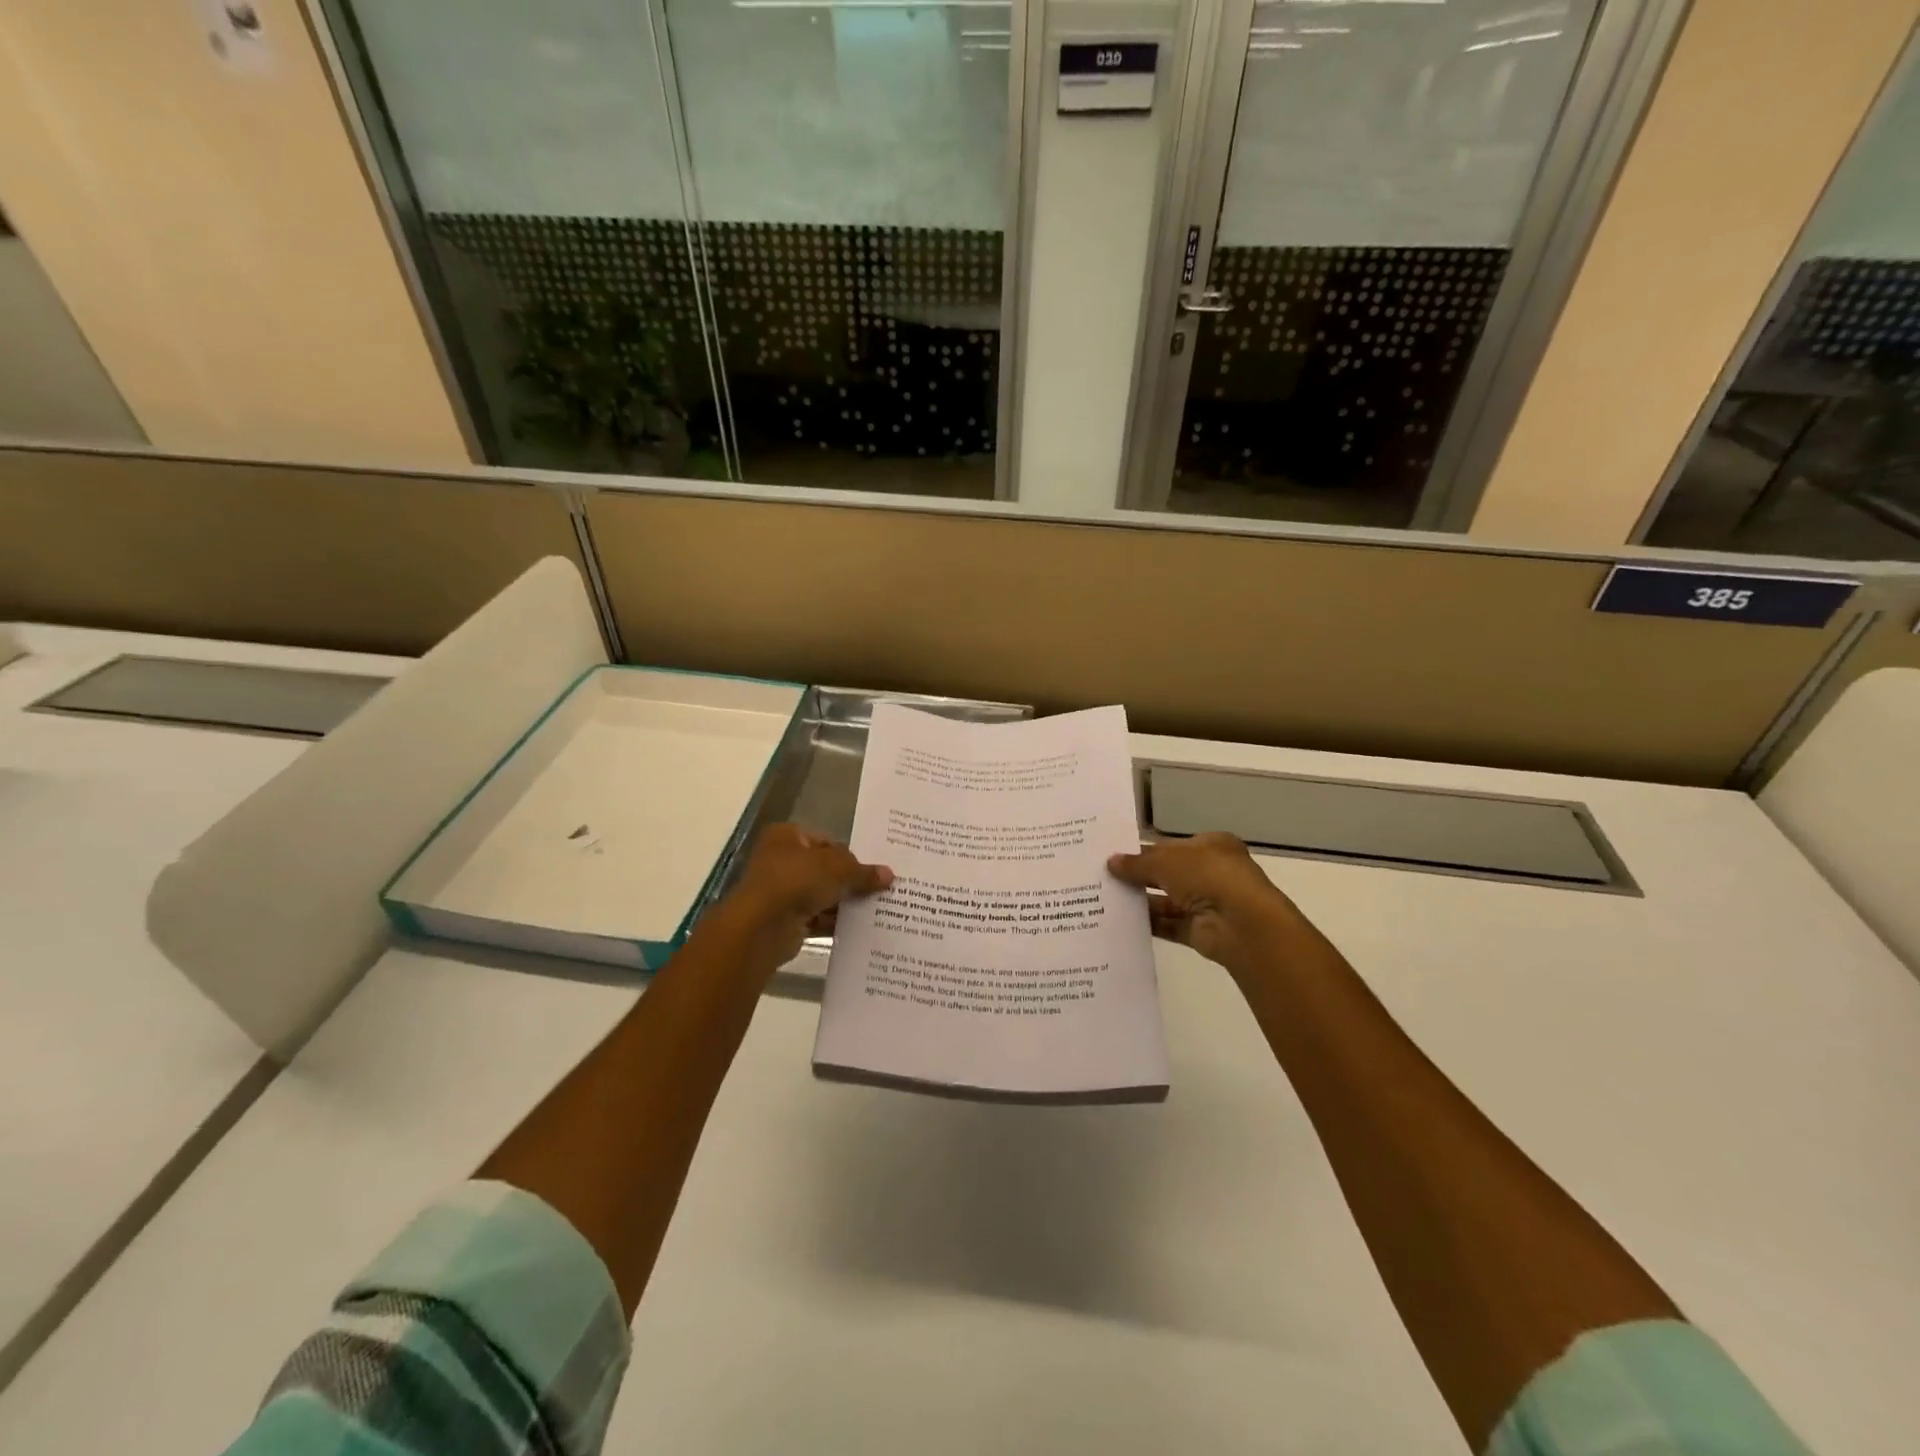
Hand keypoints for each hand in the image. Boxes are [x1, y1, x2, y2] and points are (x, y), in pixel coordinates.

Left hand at [714, 824, 892, 967]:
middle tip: (879, 889)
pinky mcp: (784, 921)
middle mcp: (780, 860)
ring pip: (820, 895)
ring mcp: (780, 892)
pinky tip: (859, 928)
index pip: (826, 841)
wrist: (762, 926)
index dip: (850, 854)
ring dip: (843, 903)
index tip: (873, 868)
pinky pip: (815, 918)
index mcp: (787, 836)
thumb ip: (863, 871)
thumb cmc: (797, 880)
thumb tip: (888, 875)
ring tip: (876, 909)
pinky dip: (833, 922)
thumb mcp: (838, 868)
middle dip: (849, 881)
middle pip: (824, 869)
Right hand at [1107, 832, 1302, 973]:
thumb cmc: (1208, 876)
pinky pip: (1169, 925)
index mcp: (1212, 846)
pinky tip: (1121, 920)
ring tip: (1106, 898)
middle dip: (1140, 876)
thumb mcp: (1166, 860)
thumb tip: (1111, 862)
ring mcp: (1208, 904)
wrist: (1242, 924)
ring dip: (1141, 900)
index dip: (1145, 850)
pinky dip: (1148, 923)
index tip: (1115, 855)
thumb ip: (1137, 862)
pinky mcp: (1200, 931)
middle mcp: (1212, 873)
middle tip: (1104, 876)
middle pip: (1168, 874)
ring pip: (1167, 900)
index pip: (1172, 845)